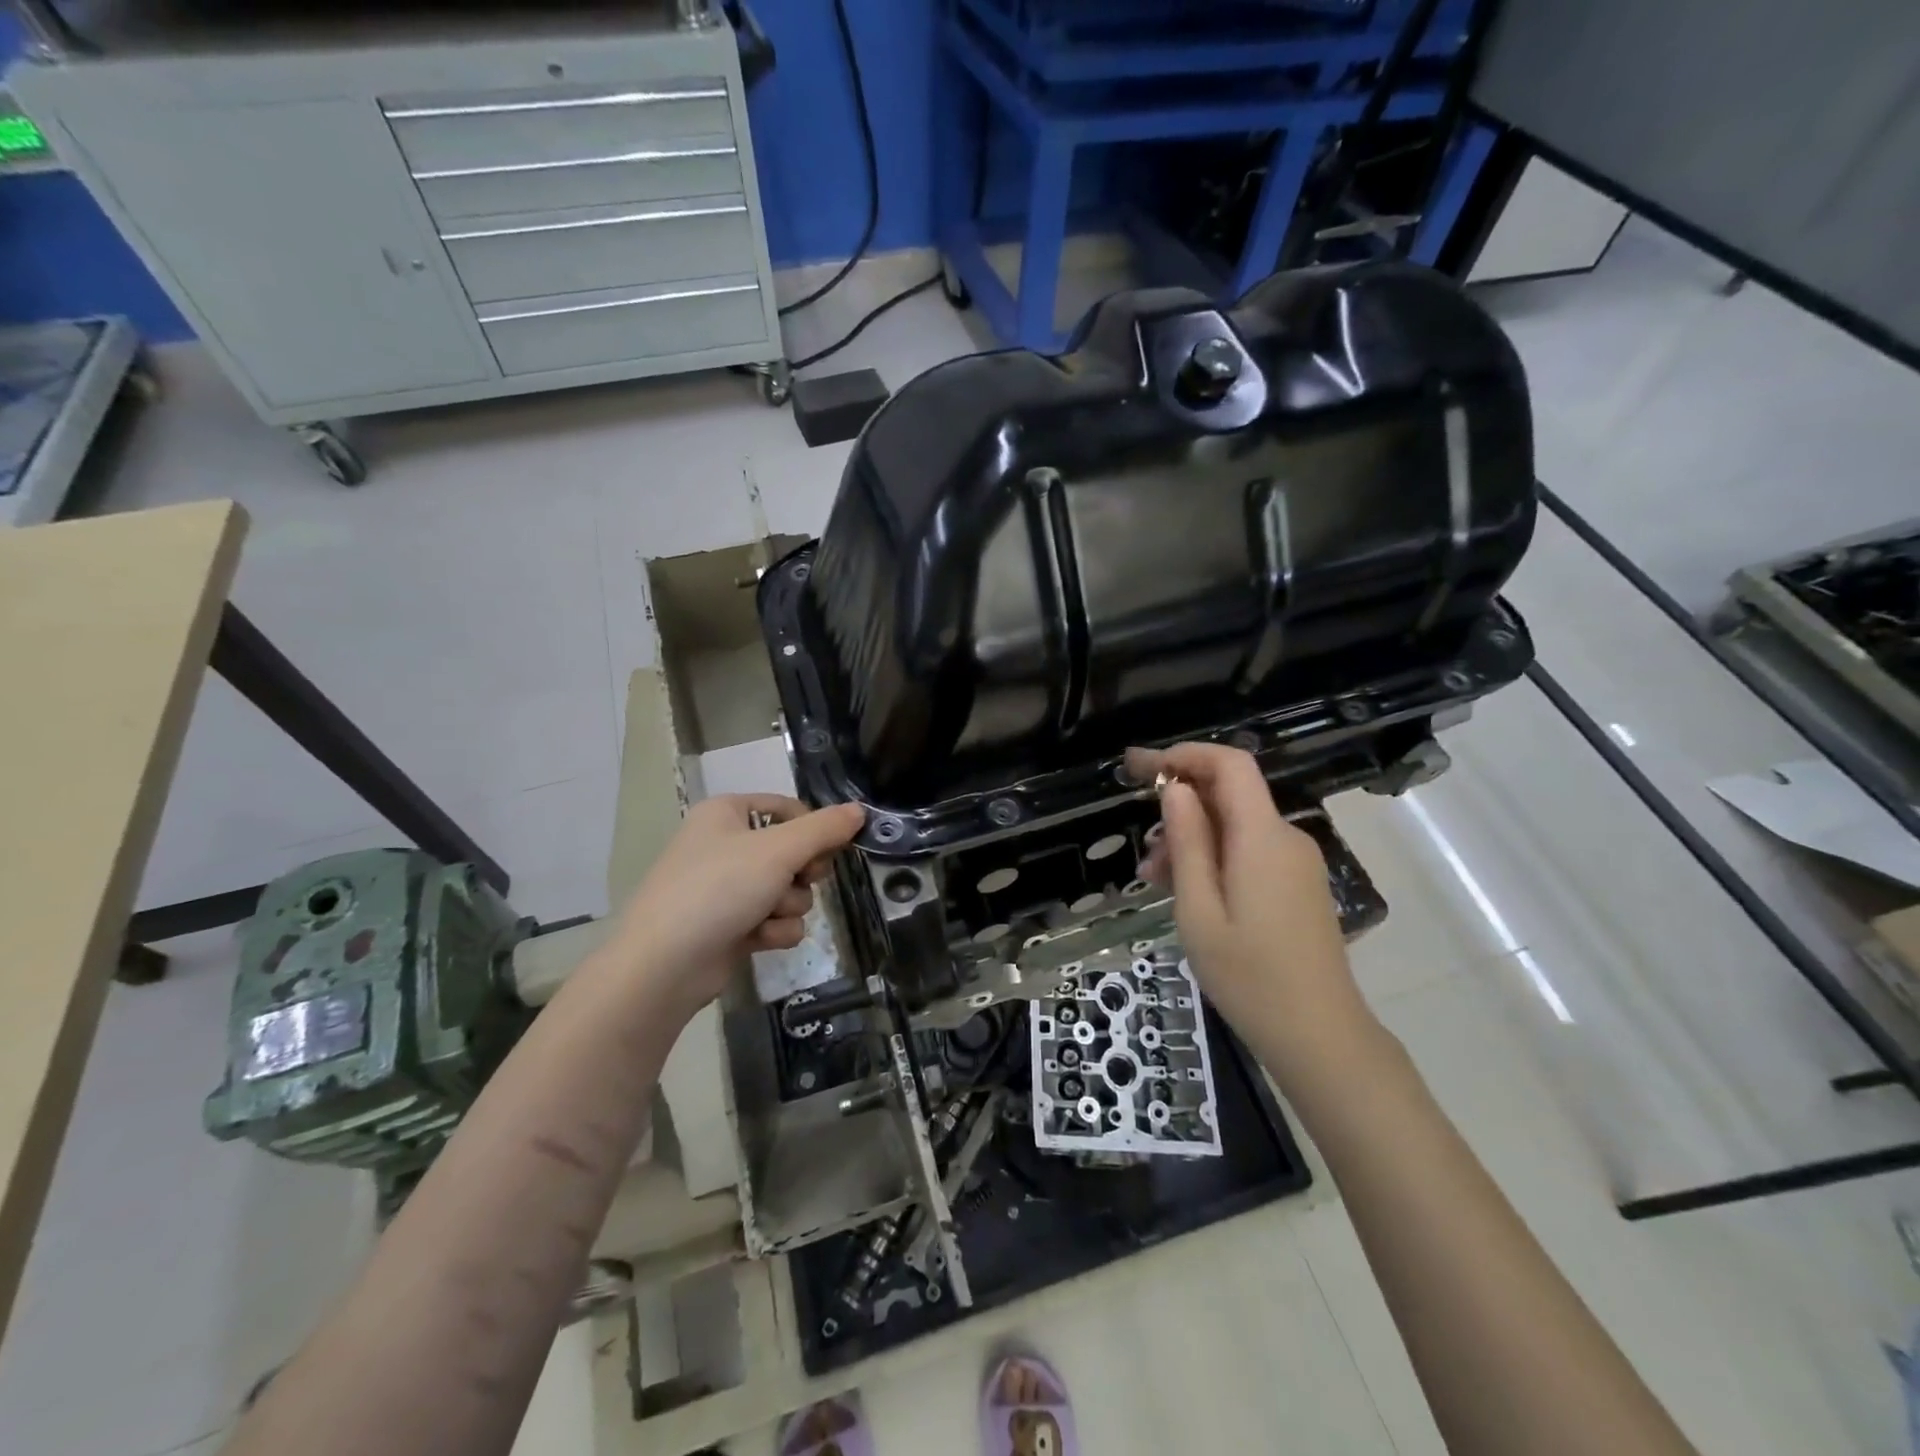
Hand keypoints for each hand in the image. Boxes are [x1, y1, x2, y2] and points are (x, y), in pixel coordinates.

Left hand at [610, 794, 864, 1017]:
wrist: (664, 965)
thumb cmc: (719, 889)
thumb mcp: (779, 850)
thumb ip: (824, 829)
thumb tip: (859, 810)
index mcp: (727, 813)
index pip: (788, 808)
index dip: (813, 828)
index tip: (829, 849)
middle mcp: (725, 845)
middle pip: (792, 851)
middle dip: (802, 874)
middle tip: (798, 879)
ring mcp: (725, 888)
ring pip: (788, 889)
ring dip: (788, 906)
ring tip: (766, 916)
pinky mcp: (729, 925)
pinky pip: (773, 919)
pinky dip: (774, 930)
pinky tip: (758, 940)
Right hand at [1128, 743, 1373, 1082]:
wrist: (1320, 1036)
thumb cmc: (1249, 976)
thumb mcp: (1199, 910)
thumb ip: (1188, 843)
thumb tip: (1176, 790)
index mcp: (1263, 837)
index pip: (1230, 765)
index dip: (1186, 755)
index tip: (1143, 767)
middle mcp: (1286, 838)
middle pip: (1231, 795)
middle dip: (1181, 807)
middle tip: (1141, 848)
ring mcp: (1296, 863)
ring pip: (1236, 827)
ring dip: (1193, 840)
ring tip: (1155, 881)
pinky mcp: (1298, 885)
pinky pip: (1250, 851)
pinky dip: (1214, 859)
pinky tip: (1187, 893)